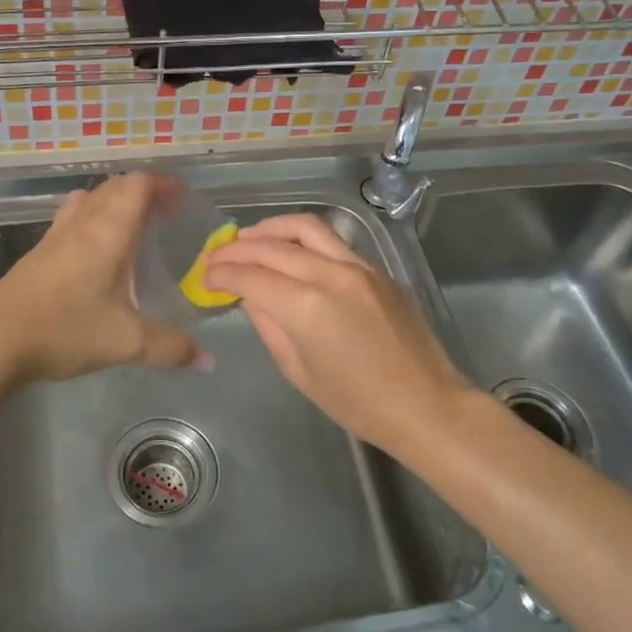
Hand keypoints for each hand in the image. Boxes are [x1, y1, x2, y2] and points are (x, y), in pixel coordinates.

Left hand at [0, 173, 200, 382]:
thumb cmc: (65, 329)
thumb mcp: (126, 342)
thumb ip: (170, 347)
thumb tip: (208, 360)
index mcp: (108, 231)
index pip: (138, 185)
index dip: (163, 184)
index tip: (183, 198)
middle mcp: (83, 222)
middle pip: (115, 186)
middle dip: (144, 192)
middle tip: (166, 214)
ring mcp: (56, 234)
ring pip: (90, 199)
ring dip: (115, 202)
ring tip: (134, 227)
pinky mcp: (38, 251)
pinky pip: (73, 218)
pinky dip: (94, 219)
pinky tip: (98, 253)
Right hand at [203, 214, 473, 455]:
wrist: (426, 404)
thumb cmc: (357, 403)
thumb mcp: (299, 371)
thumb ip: (269, 325)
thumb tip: (250, 295)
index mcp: (306, 307)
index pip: (251, 276)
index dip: (222, 274)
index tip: (205, 277)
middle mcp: (329, 274)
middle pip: (271, 247)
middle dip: (236, 249)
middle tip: (216, 257)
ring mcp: (357, 266)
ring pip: (304, 227)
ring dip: (269, 229)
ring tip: (247, 238)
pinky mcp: (375, 268)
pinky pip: (331, 241)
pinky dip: (301, 238)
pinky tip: (289, 250)